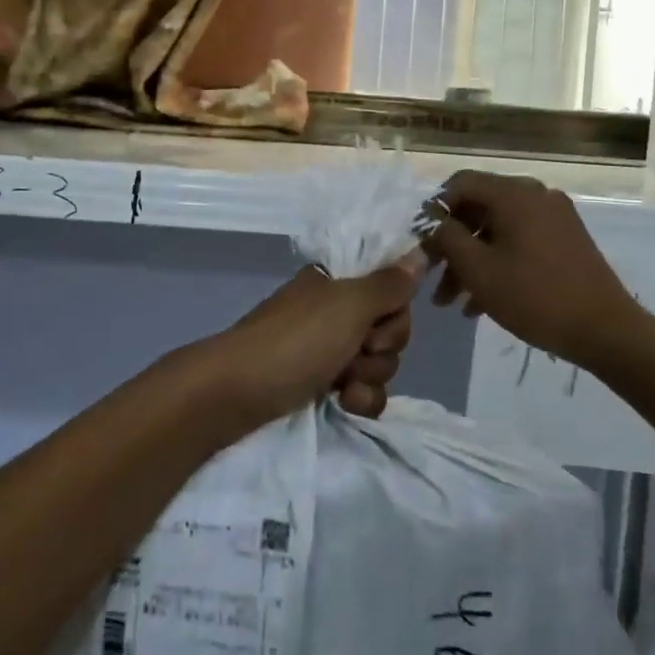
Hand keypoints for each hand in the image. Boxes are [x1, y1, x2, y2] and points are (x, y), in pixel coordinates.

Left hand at [189, 253, 423, 433]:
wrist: (234, 394)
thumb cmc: (294, 341)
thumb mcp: (348, 305)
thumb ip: (389, 284)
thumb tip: (419, 252)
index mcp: (337, 283)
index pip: (391, 288)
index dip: (394, 310)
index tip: (379, 319)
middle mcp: (334, 312)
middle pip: (390, 328)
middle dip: (382, 346)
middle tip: (357, 350)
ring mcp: (327, 350)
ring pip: (379, 362)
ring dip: (369, 376)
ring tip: (342, 383)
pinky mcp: (321, 386)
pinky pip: (363, 391)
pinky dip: (359, 398)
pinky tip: (342, 403)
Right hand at [421, 171, 636, 369]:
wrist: (606, 330)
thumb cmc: (534, 296)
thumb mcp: (478, 269)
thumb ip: (447, 237)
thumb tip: (432, 220)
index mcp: (515, 194)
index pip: (461, 183)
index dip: (434, 209)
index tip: (419, 241)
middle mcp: (536, 195)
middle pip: (479, 208)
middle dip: (451, 244)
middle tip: (431, 277)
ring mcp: (554, 217)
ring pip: (498, 230)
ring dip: (471, 261)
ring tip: (451, 301)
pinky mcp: (566, 240)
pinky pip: (519, 242)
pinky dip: (497, 264)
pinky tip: (479, 304)